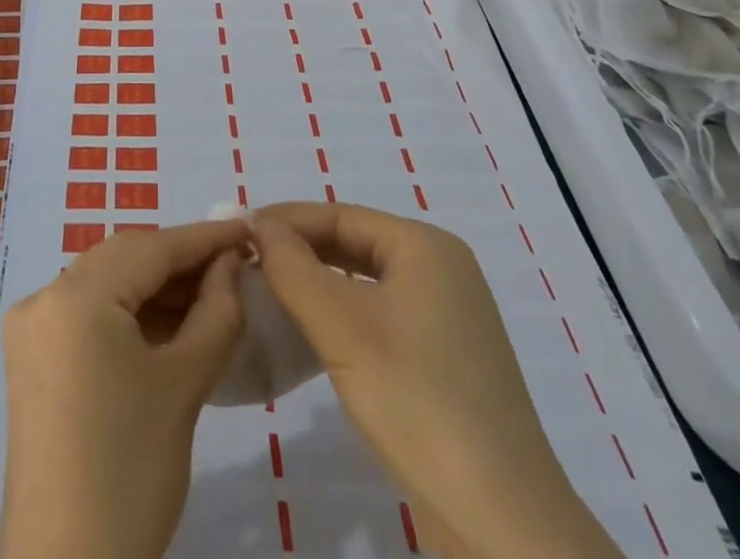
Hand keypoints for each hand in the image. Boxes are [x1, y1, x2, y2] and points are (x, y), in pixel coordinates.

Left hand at [0, 220, 247, 558]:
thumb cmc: (132, 471)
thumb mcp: (184, 384)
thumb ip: (216, 310)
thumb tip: (230, 263)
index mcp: (74, 295)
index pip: (150, 248)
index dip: (203, 238)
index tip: (247, 228)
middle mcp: (44, 297)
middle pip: (124, 260)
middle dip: (179, 261)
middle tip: (233, 263)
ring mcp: (32, 328)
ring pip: (106, 285)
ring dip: (156, 288)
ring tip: (212, 293)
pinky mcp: (32, 359)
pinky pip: (88, 314)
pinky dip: (129, 314)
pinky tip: (170, 324)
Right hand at [251, 203, 620, 558]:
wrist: (502, 525)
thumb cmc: (416, 400)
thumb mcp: (341, 325)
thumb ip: (292, 266)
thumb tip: (261, 226)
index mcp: (426, 247)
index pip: (341, 214)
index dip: (287, 220)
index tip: (238, 232)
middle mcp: (442, 272)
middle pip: (354, 244)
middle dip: (300, 250)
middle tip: (246, 260)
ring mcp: (448, 320)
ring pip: (365, 283)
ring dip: (317, 283)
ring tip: (268, 291)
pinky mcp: (445, 364)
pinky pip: (380, 318)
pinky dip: (341, 317)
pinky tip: (311, 333)